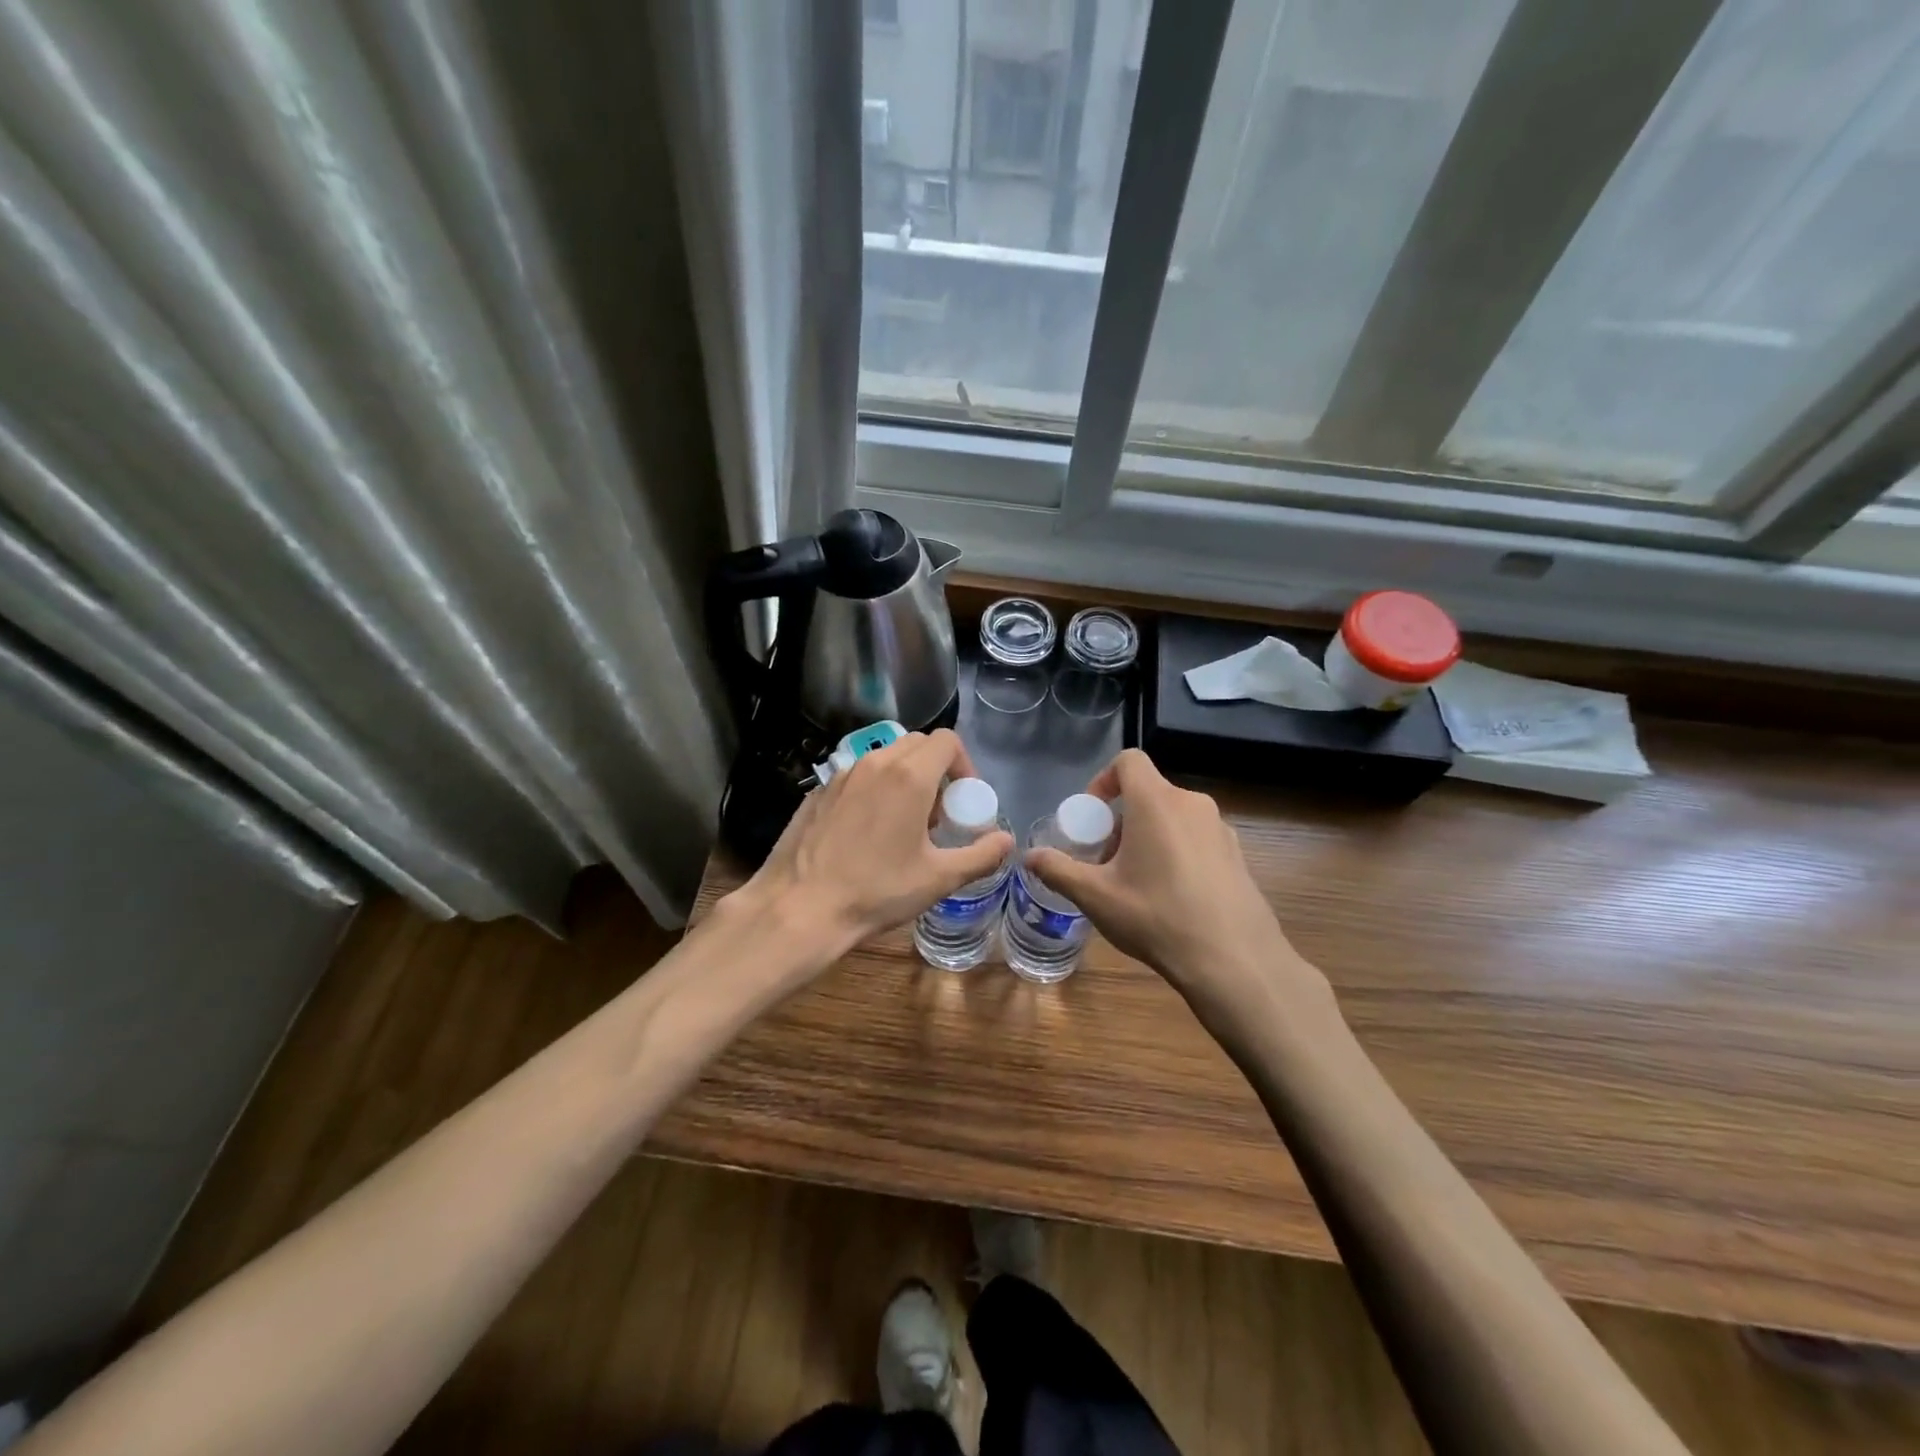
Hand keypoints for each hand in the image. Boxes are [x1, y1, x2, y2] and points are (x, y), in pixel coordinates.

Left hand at [730, 729, 1013, 965]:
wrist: (800, 907)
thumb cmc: (876, 891)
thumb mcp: (939, 879)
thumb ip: (981, 856)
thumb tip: (1006, 842)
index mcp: (909, 776)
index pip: (947, 741)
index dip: (964, 765)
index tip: (963, 801)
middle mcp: (875, 763)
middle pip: (917, 744)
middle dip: (936, 770)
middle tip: (937, 814)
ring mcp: (842, 775)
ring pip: (885, 758)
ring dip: (905, 779)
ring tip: (903, 825)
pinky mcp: (818, 791)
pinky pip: (857, 776)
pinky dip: (873, 790)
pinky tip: (866, 833)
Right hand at [1025, 749, 1334, 1023]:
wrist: (1234, 961)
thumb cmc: (1157, 917)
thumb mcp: (1096, 896)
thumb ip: (1058, 870)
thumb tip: (1029, 857)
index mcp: (1157, 802)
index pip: (1129, 761)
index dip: (1103, 780)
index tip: (1091, 817)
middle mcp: (1192, 804)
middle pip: (1148, 793)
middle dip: (1120, 820)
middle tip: (1106, 861)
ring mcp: (1221, 829)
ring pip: (1172, 817)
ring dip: (1147, 836)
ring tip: (1136, 883)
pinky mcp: (1238, 854)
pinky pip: (1196, 838)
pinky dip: (1175, 851)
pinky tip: (1170, 897)